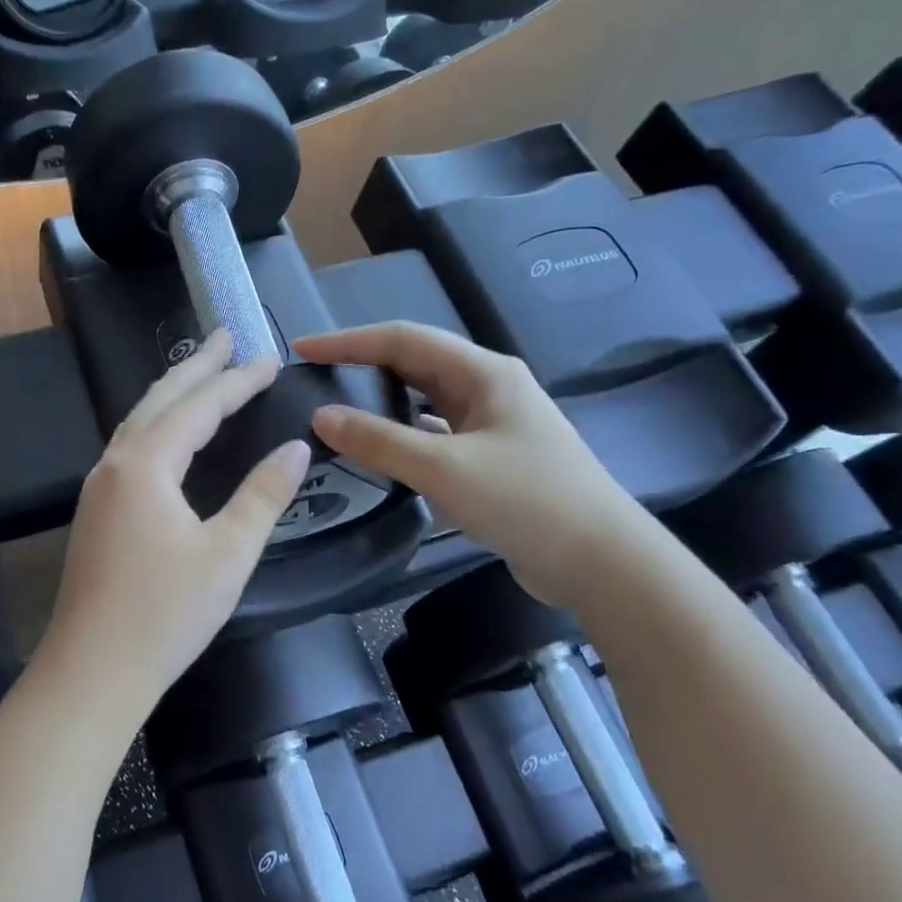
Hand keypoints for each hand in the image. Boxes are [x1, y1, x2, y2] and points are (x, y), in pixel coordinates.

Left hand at [36, 331, 310, 713]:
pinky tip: (169, 436)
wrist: (91, 672)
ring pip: (139, 421)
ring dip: (173, 393)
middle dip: (197, 367)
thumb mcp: (228, 554)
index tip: (271, 358)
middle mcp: (114, 464)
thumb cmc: (164, 614)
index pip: (199, 405)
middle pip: (159, 399)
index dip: (238, 380)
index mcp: (145, 464)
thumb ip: (263, 495)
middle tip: (226, 336)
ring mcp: (99, 488)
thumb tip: (295, 448)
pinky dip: (158, 424)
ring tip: (202, 373)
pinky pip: (131, 447)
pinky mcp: (96, 512)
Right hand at [295, 323, 647, 606]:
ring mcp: (492, 425)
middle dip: (363, 366)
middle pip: (415, 365)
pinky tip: (379, 454)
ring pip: (424, 402)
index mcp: (484, 373)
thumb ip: (379, 441)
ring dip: (382, 403)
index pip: (403, 339)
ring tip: (337, 411)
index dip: (348, 341)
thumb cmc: (527, 501)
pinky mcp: (491, 460)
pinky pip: (435, 436)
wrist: (600, 561)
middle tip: (314, 378)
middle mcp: (488, 389)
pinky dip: (403, 438)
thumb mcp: (444, 468)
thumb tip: (321, 415)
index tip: (301, 349)